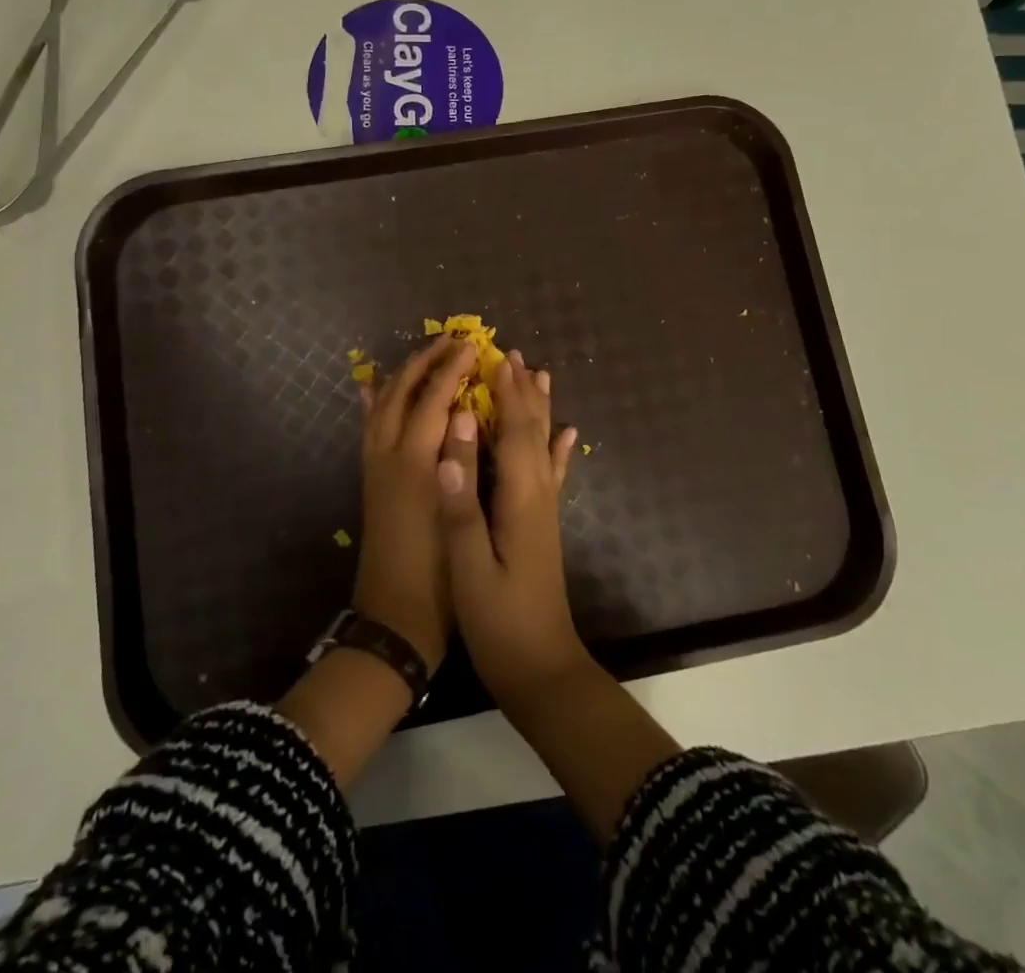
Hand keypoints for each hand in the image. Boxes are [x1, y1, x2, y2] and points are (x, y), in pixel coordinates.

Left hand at [354, 336, 475, 673]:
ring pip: (381, 404)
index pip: (435, 398)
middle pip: (403, 392)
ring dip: (402, 375)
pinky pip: (367, 427)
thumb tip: (469, 414)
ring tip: (424, 356)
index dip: (453, 368)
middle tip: (451, 341)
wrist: (394, 620)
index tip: (472, 345)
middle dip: (426, 361)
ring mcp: (375, 466)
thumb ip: (464, 461)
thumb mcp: (461, 515)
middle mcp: (390, 455)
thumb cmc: (441, 574)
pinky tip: (368, 389)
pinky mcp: (370, 480)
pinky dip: (371, 402)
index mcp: (416, 462)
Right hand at [438, 348, 584, 710]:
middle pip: (533, 432)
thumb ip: (462, 501)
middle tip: (514, 354)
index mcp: (520, 499)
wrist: (542, 670)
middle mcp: (538, 496)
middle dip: (522, 392)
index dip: (507, 394)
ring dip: (540, 410)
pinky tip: (567, 435)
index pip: (515, 433)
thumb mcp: (470, 566)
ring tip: (540, 377)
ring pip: (544, 446)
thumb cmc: (500, 622)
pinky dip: (558, 448)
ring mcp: (544, 511)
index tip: (497, 357)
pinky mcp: (544, 526)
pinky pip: (552, 474)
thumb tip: (457, 435)